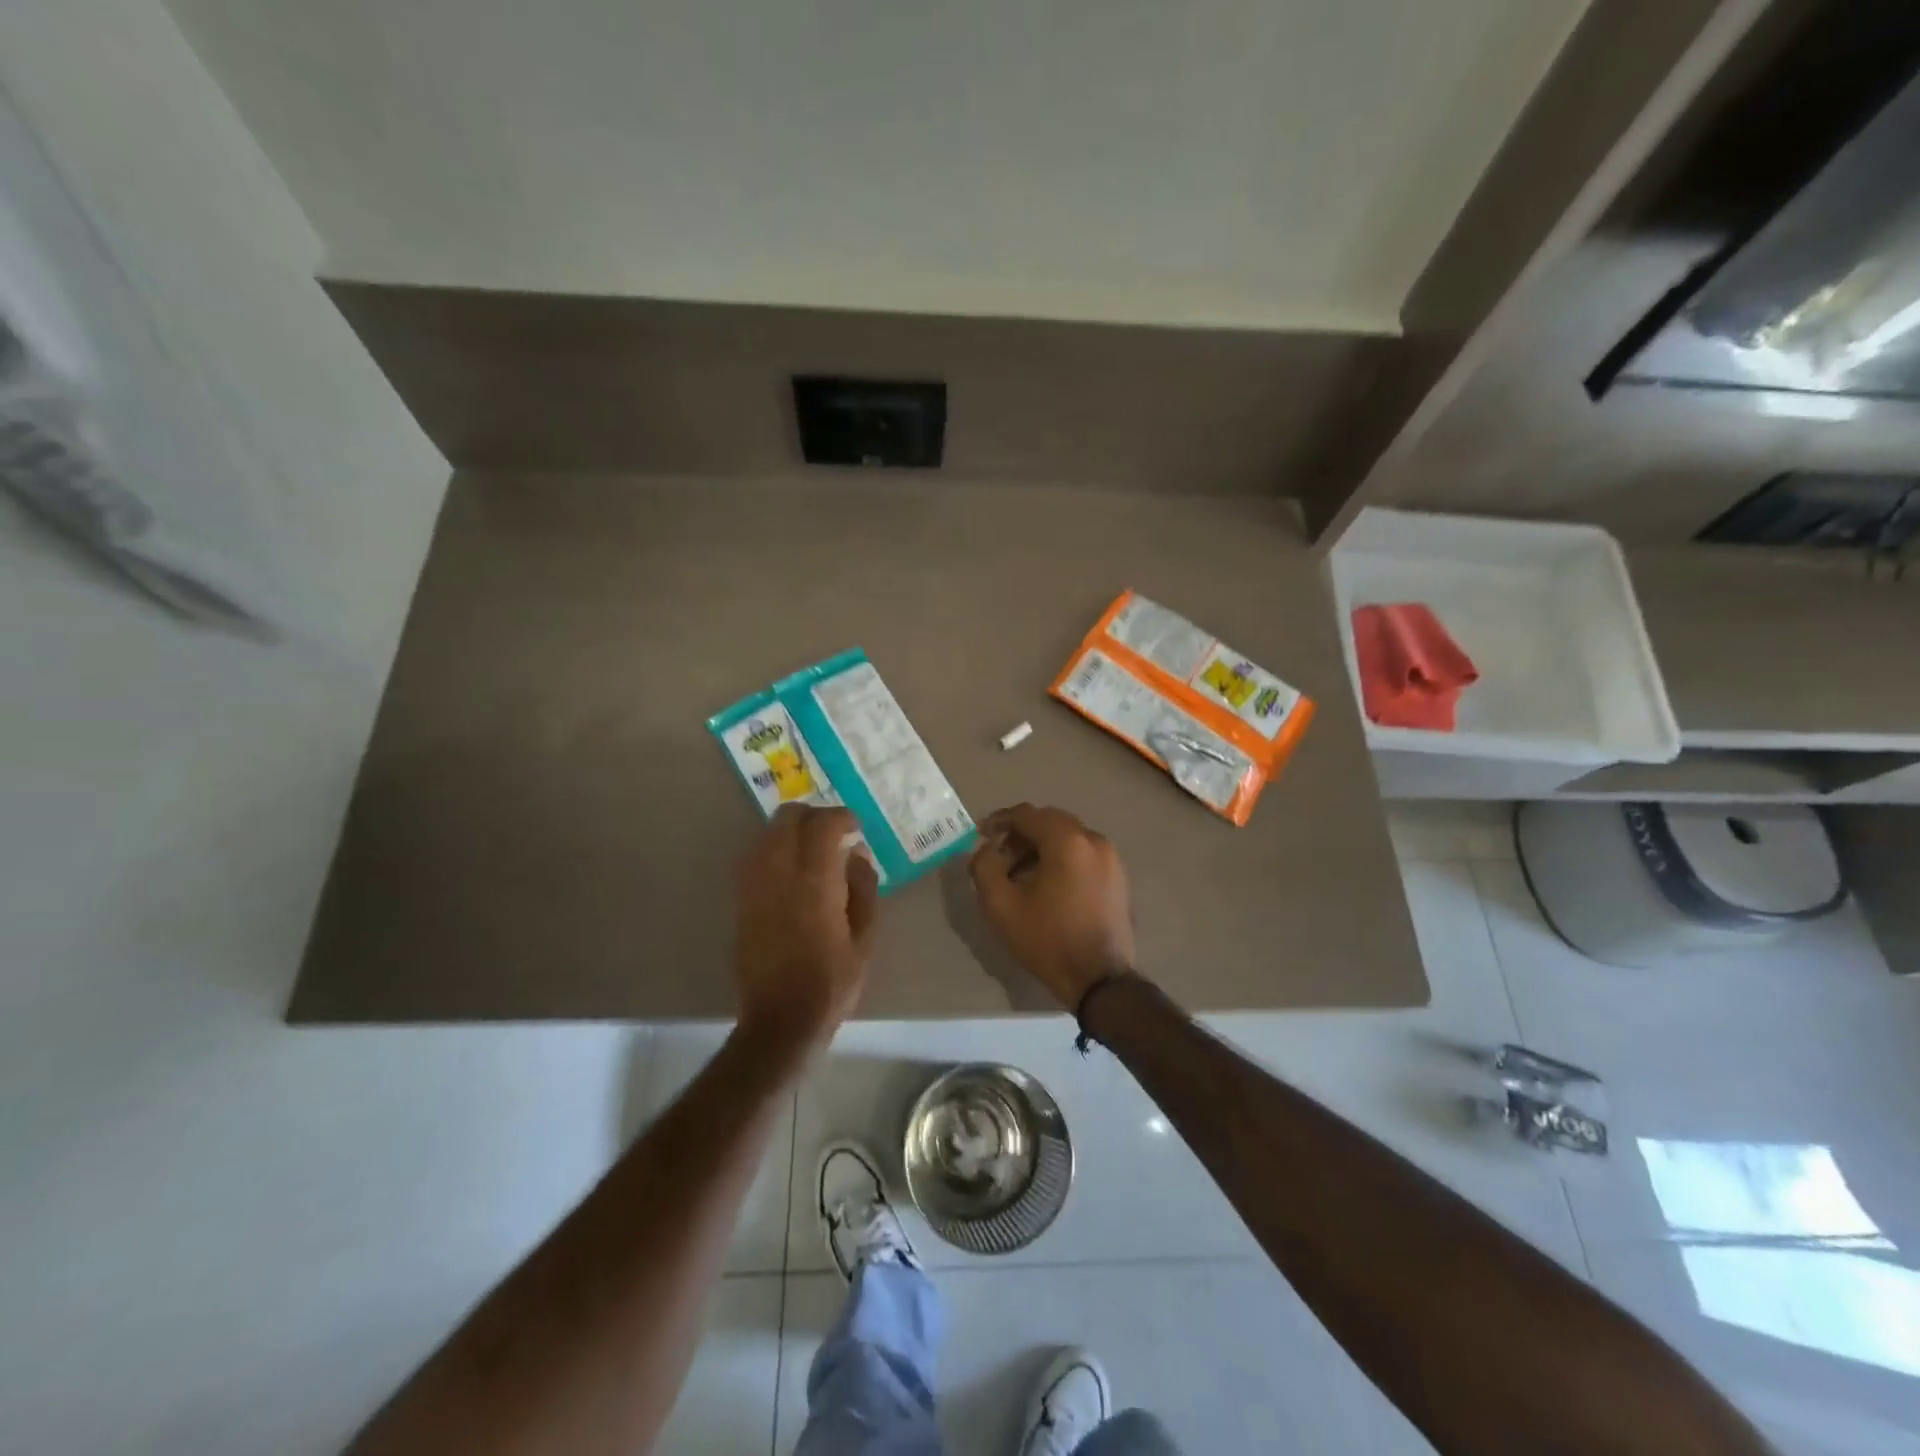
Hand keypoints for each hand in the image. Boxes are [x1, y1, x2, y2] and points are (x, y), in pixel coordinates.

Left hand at [733, 804, 879, 1056]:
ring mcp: (754, 884)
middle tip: (834, 833)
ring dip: (791, 831)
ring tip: (813, 850)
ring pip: (767, 833)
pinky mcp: (741, 900)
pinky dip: (773, 849)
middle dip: (813, 816)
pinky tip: (791, 869)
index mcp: (815, 880)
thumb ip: (864, 888)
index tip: (856, 827)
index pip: (823, 824)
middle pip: (788, 818)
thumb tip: (857, 853)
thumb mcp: (865, 937)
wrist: (781, 1018)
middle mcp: (779, 872)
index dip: (842, 817)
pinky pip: (754, 856)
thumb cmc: (832, 981)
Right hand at [968, 804, 1135, 1009]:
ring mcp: (1111, 858)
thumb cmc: (1047, 939)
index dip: (999, 821)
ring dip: (1041, 846)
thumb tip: (987, 849)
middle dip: (1021, 833)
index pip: (1027, 814)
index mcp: (1067, 840)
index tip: (981, 835)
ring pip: (1068, 837)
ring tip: (1020, 872)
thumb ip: (985, 867)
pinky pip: (1083, 854)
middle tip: (999, 854)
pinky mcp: (1117, 877)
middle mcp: (1093, 840)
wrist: (1099, 979)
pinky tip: (1046, 883)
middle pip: (1050, 822)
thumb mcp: (1001, 905)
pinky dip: (1061, 858)